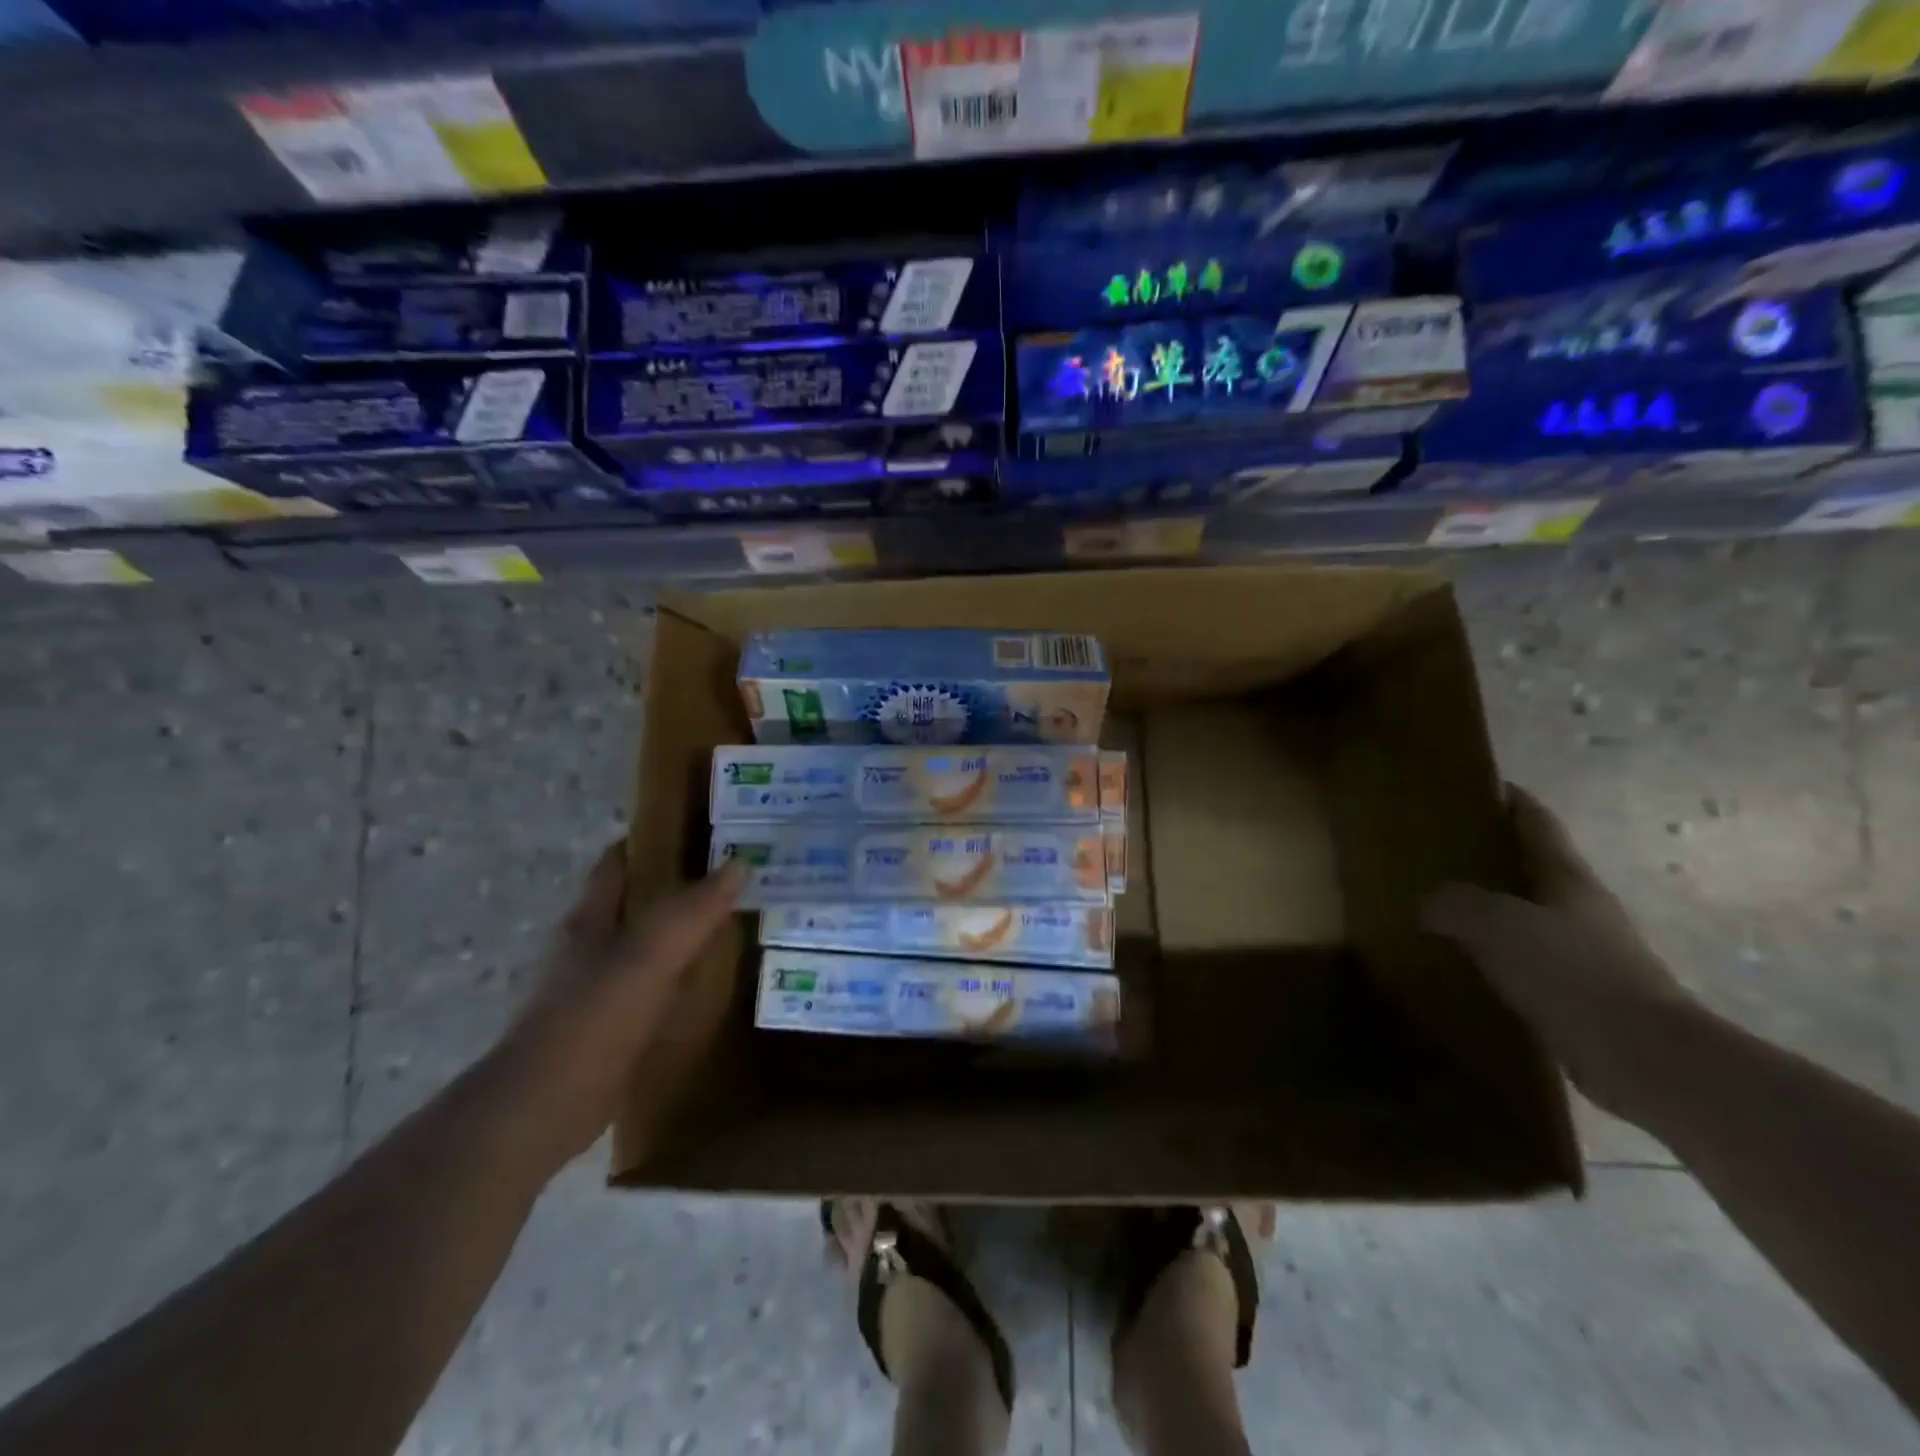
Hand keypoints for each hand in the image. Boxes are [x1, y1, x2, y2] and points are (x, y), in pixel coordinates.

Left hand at [498, 843, 743, 1160]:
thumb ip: (694, 911)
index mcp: (592, 918)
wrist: (544, 1107)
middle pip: (636, 901)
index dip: (653, 839)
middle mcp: (591, 946)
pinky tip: (714, 984)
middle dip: (678, 885)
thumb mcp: (649, 955)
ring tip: (735, 923)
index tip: (701, 829)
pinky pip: (655, 987)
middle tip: (734, 875)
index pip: (619, 862)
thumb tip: (741, 863)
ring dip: (683, 932)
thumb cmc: (592, 1018)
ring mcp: (598, 989)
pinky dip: (682, 977)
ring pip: (648, 945)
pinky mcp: (611, 1027)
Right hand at [1422, 785, 1696, 1118]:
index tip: (1473, 784)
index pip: (1535, 821)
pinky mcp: (1578, 994)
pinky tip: (1461, 962)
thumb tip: (1427, 903)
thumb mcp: (1497, 925)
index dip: (1507, 798)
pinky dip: (1493, 953)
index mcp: (1566, 877)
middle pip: (1530, 866)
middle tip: (1436, 849)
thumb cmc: (1573, 974)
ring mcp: (1583, 952)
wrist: (1644, 1060)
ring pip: (1525, 915)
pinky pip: (1524, 959)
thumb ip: (1454, 904)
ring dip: (1489, 907)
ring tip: (1437, 906)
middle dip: (1488, 853)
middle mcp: (1578, 907)